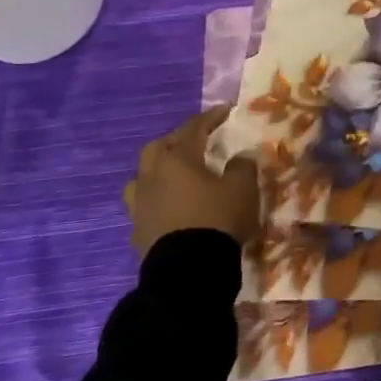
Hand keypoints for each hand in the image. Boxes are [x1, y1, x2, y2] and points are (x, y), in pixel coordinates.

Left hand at [124, 105, 259, 255]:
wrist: (188, 270)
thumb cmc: (218, 219)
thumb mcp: (242, 188)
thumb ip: (242, 166)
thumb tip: (239, 156)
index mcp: (178, 160)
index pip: (193, 129)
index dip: (210, 117)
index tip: (226, 110)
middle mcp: (152, 177)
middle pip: (158, 148)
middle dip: (177, 141)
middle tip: (197, 142)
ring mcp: (140, 205)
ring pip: (142, 177)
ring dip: (159, 171)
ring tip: (177, 175)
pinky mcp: (138, 231)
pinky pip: (146, 205)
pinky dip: (159, 199)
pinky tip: (173, 206)